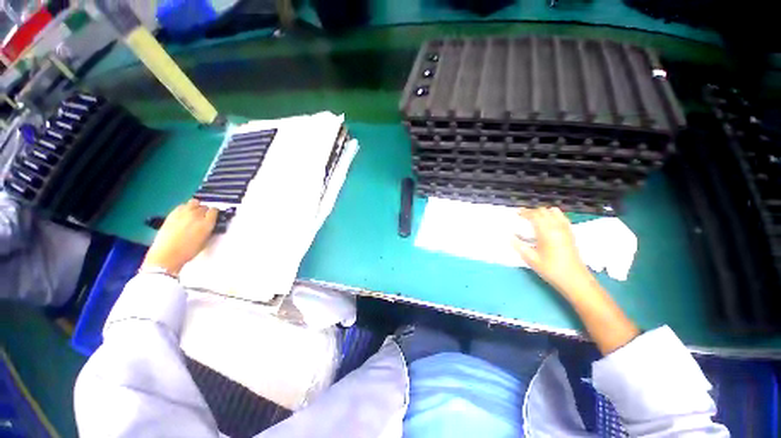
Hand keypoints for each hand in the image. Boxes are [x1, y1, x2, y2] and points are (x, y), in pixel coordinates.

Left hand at [141, 199, 217, 274]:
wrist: (167, 255)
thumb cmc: (188, 251)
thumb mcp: (204, 241)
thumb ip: (208, 230)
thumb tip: (209, 224)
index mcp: (207, 224)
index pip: (214, 211)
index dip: (214, 213)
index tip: (213, 216)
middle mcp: (196, 216)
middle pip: (204, 207)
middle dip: (205, 211)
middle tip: (203, 217)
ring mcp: (183, 213)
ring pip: (193, 202)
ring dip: (196, 206)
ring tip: (194, 212)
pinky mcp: (172, 214)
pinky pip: (182, 206)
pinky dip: (185, 208)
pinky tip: (184, 214)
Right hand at [511, 207, 593, 296]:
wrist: (575, 279)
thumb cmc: (551, 269)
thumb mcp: (531, 259)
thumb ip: (519, 246)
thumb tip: (509, 237)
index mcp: (546, 232)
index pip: (535, 215)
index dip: (524, 212)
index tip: (516, 213)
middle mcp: (557, 227)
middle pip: (544, 211)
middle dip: (532, 211)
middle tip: (522, 217)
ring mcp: (565, 229)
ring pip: (554, 212)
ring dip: (543, 212)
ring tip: (534, 218)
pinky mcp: (570, 233)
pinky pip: (561, 217)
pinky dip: (552, 215)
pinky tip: (547, 223)